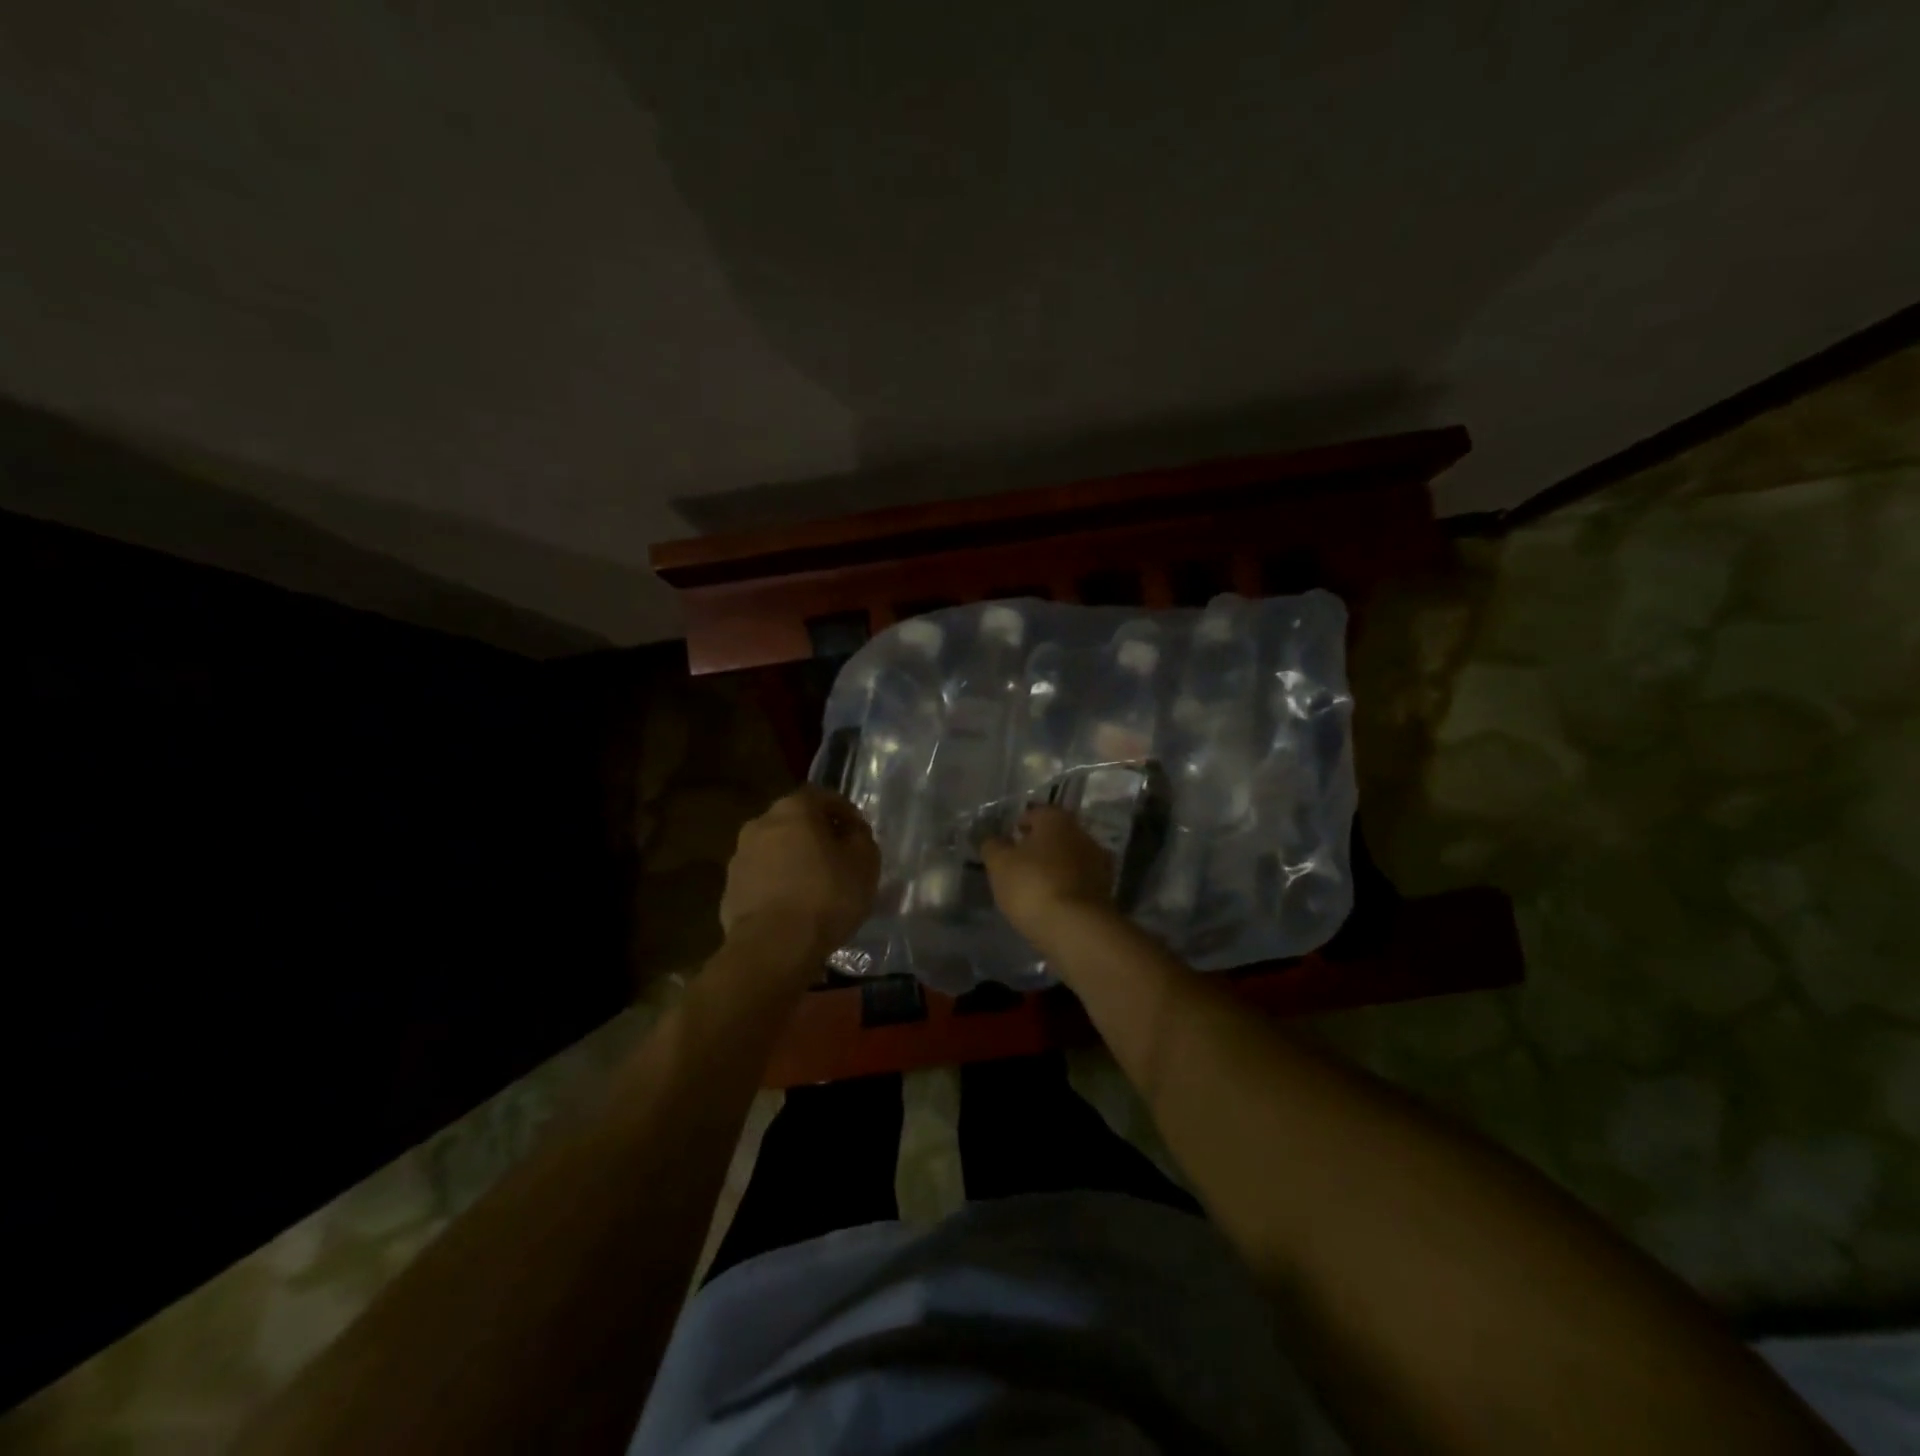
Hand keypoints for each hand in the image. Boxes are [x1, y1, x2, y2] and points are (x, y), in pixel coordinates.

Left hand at [720, 786, 878, 966]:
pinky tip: (794, 906)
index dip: (843, 810)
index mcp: (793, 809)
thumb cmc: (825, 896)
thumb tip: (852, 832)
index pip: (820, 795)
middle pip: (794, 821)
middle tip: (837, 857)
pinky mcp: (730, 890)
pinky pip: (762, 878)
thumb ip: (861, 839)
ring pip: (775, 850)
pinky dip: (778, 884)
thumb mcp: (864, 864)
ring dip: (794, 859)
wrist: (772, 947)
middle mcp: (760, 824)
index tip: (857, 831)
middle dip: (816, 834)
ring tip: (815, 885)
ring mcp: (739, 857)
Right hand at [981, 806, 1115, 947]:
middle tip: (1019, 861)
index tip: (1009, 838)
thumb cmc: (1033, 885)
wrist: (1077, 928)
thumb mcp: (1000, 864)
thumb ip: (993, 846)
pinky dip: (1066, 886)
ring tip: (1034, 884)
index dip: (1021, 823)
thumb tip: (993, 839)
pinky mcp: (1105, 891)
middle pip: (1056, 834)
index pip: (1037, 812)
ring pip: (1069, 858)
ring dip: (1054, 866)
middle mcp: (1082, 834)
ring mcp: (1098, 863)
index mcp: (1057, 820)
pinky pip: (1078, 881)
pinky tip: (1051, 901)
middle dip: (1039, 845)